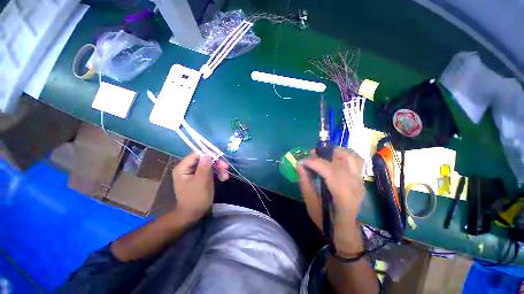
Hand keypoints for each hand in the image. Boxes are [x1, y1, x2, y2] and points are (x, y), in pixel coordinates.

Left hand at [172, 153, 228, 222]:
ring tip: (226, 176)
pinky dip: (217, 173)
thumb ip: (204, 167)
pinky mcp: (201, 177)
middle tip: (226, 167)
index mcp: (183, 168)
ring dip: (219, 169)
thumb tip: (207, 154)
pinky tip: (223, 178)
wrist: (193, 214)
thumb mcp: (201, 182)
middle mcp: (188, 168)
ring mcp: (195, 172)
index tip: (220, 157)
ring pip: (209, 165)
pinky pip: (210, 171)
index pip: (196, 154)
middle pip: (204, 159)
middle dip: (216, 163)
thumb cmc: (195, 198)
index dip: (209, 154)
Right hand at [297, 147, 364, 255]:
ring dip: (334, 152)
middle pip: (339, 160)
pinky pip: (354, 160)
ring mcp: (360, 181)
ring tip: (322, 155)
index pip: (328, 170)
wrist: (345, 229)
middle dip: (321, 155)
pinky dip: (343, 155)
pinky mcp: (360, 179)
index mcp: (342, 195)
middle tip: (310, 157)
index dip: (313, 162)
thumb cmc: (326, 220)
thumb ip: (305, 184)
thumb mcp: (310, 205)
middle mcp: (355, 185)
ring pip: (350, 156)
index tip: (301, 162)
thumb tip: (299, 166)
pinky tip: (333, 159)